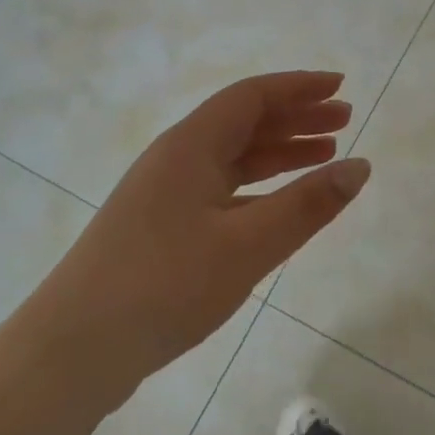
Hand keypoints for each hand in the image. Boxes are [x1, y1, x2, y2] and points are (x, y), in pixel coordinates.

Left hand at [35, 71, 369, 401]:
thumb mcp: (248, 245)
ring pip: (232, 157)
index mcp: (191, 144)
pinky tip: (279, 203)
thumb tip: (360, 167)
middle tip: (345, 120)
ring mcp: (164, 192)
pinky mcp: (159, 226)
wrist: (75, 349)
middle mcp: (176, 157)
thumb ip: (307, 205)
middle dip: (296, 117)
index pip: (252, 96)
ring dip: (279, 151)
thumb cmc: (166, 285)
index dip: (298, 87)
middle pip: (244, 121)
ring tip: (325, 154)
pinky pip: (220, 187)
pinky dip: (257, 186)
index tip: (340, 86)